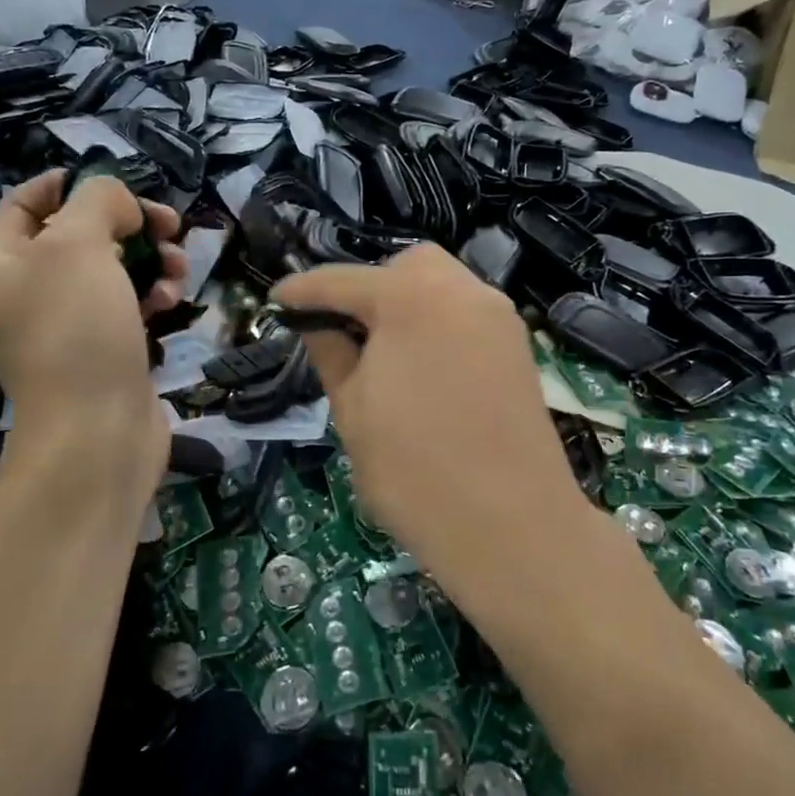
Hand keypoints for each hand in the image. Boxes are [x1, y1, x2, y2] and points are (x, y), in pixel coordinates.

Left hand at [0, 170, 186, 492]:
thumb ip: (97, 201)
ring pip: (113, 268)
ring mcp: (65, 325)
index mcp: (0, 263)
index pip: (26, 203)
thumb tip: (119, 205)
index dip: (67, 183)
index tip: (116, 181)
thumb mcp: (77, 243)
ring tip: (177, 267)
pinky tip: (170, 302)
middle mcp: (26, 292)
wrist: (97, 432)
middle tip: (167, 224)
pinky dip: (151, 295)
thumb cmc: (76, 328)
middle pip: (80, 234)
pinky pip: (127, 304)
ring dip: (150, 258)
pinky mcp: (102, 349)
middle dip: (128, 223)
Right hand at [272, 245, 580, 583]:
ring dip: (405, 304)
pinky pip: (466, 314)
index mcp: (410, 297)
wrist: (512, 528)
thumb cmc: (414, 470)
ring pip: (441, 285)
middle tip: (345, 332)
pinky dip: (437, 323)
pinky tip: (422, 367)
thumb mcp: (351, 410)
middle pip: (404, 267)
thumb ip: (331, 352)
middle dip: (368, 287)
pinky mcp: (518, 346)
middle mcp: (461, 290)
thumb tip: (315, 323)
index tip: (277, 301)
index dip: (303, 291)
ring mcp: (497, 316)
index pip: (343, 281)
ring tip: (383, 352)